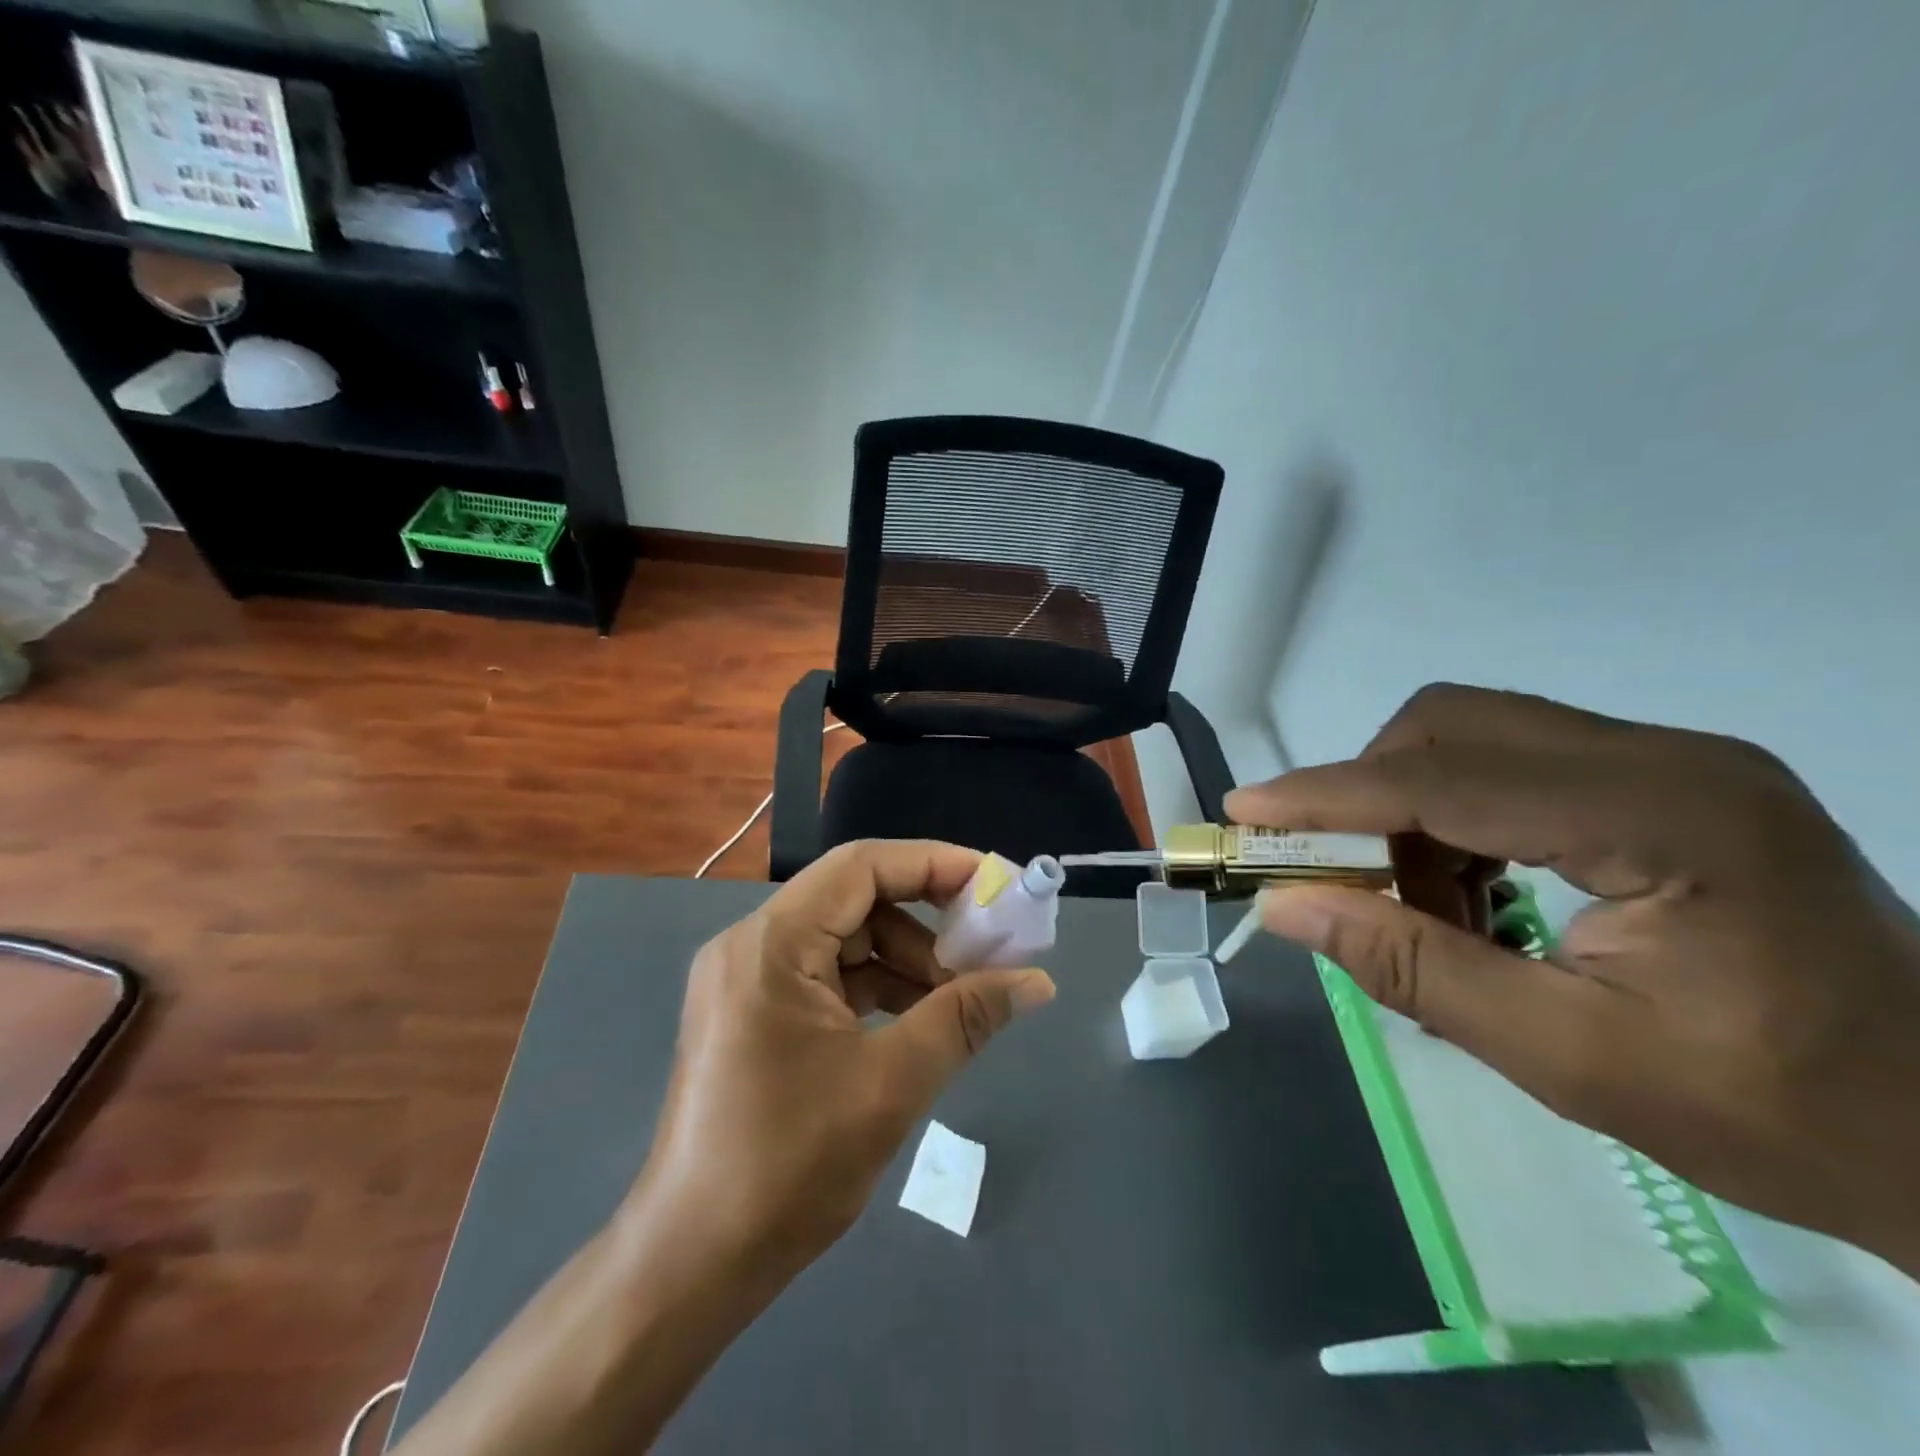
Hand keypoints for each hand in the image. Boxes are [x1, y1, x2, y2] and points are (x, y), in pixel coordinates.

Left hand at [630, 839, 1055, 1282]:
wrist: (691, 1264)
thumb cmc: (788, 1167)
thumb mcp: (892, 1083)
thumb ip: (966, 1018)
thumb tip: (1036, 981)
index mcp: (772, 943)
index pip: (863, 866)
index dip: (935, 865)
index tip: (994, 886)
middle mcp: (751, 944)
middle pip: (855, 899)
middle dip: (926, 921)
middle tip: (986, 951)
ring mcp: (746, 978)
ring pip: (843, 938)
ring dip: (904, 959)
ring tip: (957, 1000)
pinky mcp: (751, 1012)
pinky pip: (825, 974)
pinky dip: (874, 986)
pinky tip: (916, 1020)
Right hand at [1226, 685, 1919, 1274]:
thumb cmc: (1778, 1115)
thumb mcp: (1570, 1059)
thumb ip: (1414, 969)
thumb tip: (1285, 908)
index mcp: (1663, 817)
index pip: (1444, 778)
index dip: (1329, 794)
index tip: (1246, 813)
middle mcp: (1667, 757)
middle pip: (1453, 724)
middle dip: (1369, 793)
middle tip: (1345, 878)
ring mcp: (1672, 760)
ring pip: (1474, 736)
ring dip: (1413, 809)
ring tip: (1426, 906)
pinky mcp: (1666, 779)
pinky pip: (1513, 763)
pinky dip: (1458, 816)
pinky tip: (1478, 893)